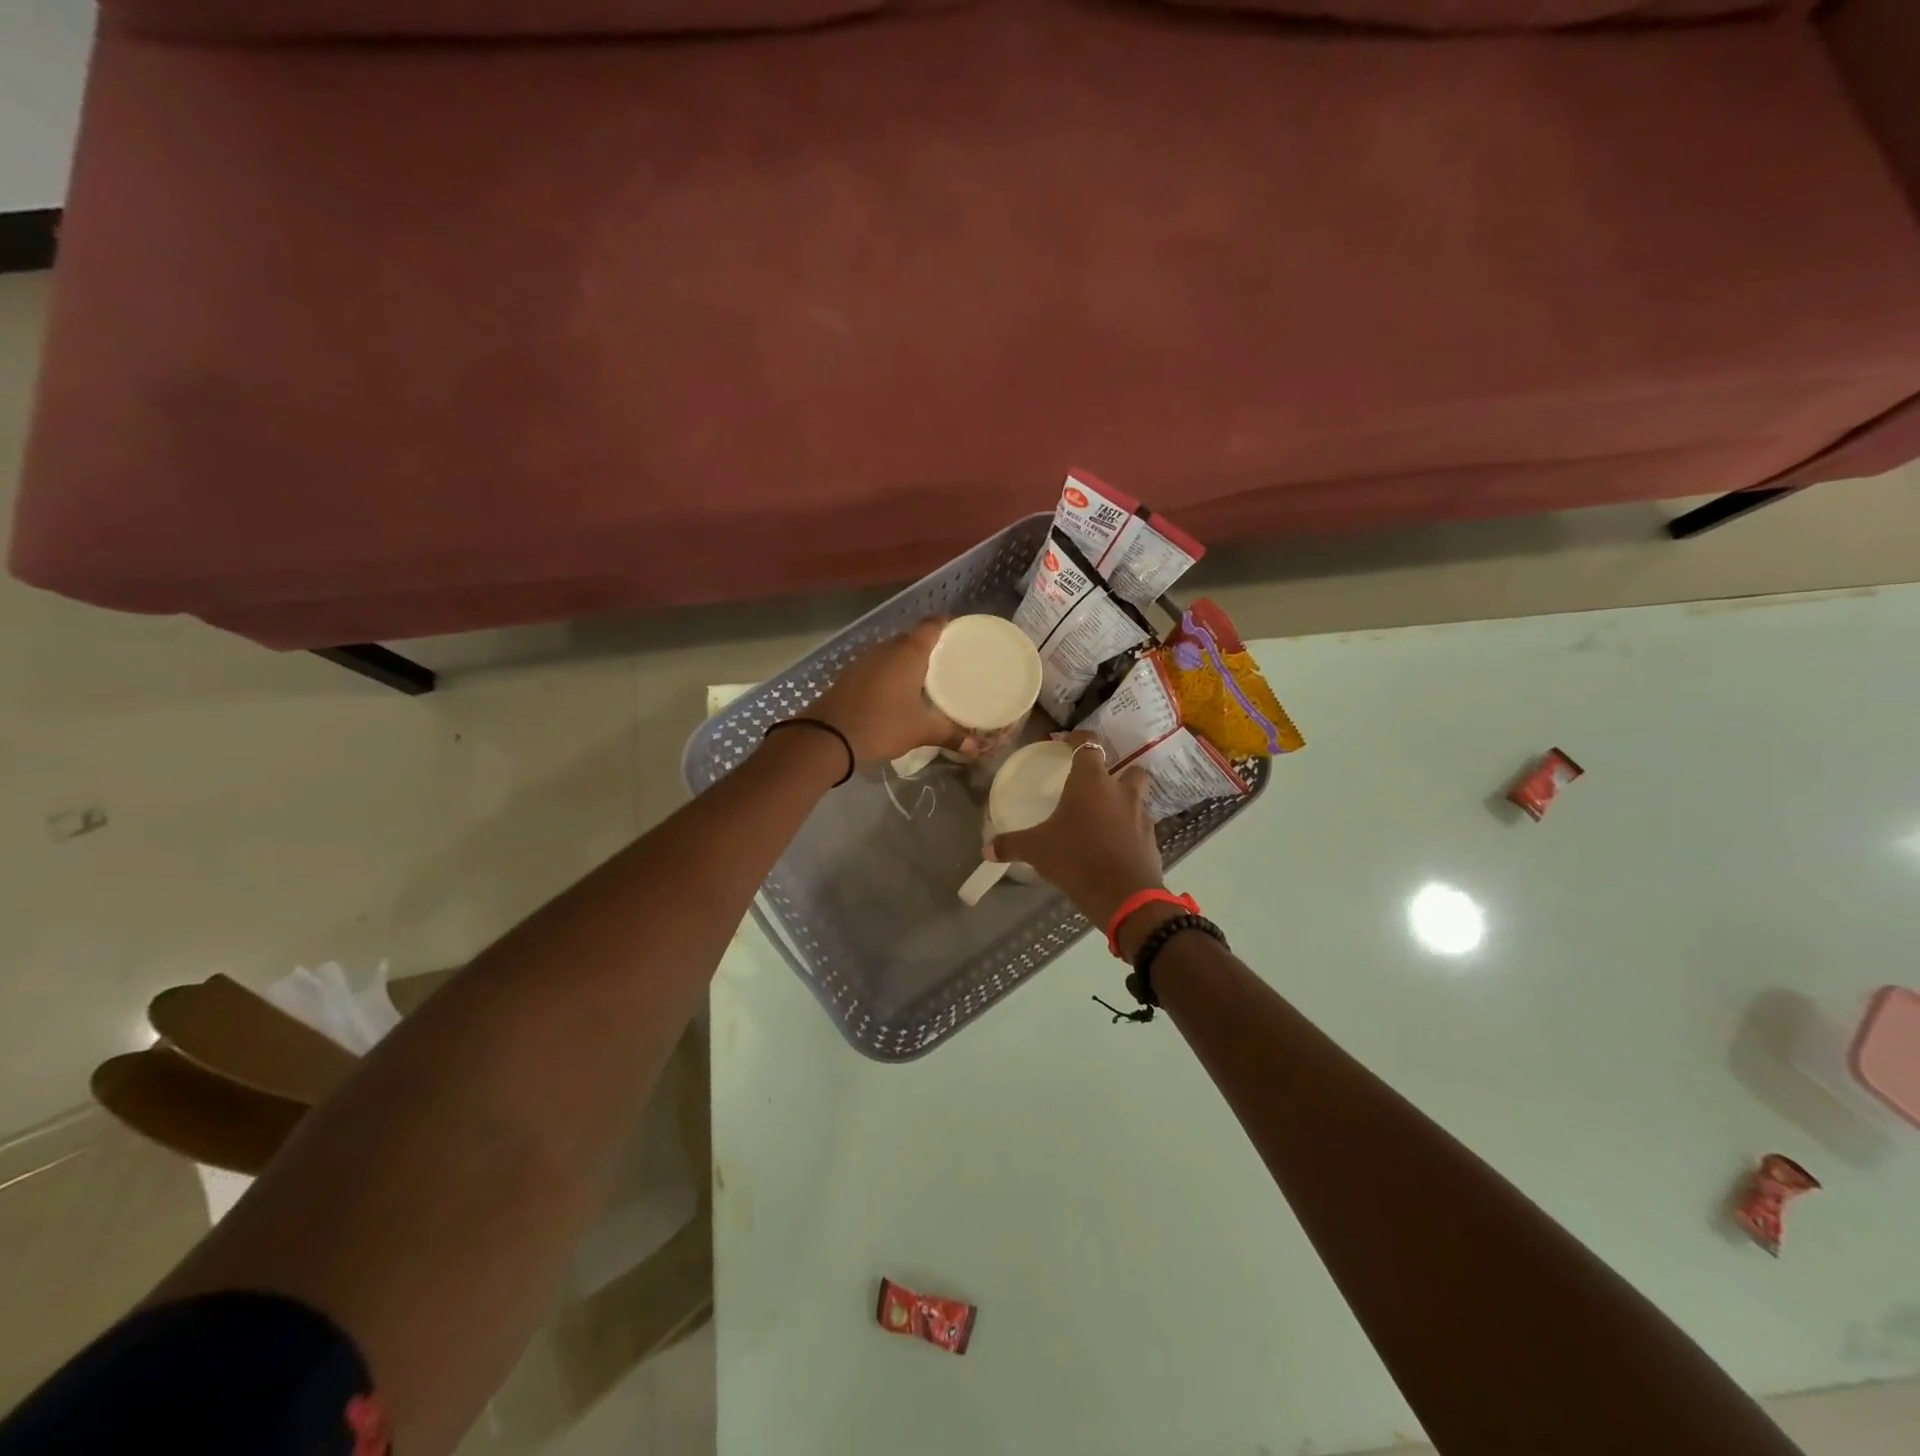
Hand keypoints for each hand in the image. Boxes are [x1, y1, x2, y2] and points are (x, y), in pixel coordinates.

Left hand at [810, 619, 958, 766]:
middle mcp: (886, 648)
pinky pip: (877, 666)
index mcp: (909, 653)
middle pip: (911, 637)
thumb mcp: (920, 731)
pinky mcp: (849, 675)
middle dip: (927, 645)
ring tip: (925, 676)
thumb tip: (976, 747)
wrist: (828, 736)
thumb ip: (949, 735)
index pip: (931, 626)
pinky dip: (889, 673)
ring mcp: (864, 660)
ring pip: (891, 652)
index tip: (959, 630)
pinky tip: (896, 690)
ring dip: (906, 660)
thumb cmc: (882, 724)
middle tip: (947, 659)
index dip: (945, 624)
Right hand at [987, 733, 1164, 925]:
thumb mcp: (1037, 850)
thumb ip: (1012, 844)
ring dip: (1125, 799)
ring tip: (1105, 814)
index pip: (1089, 745)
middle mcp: (1120, 791)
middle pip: (1127, 767)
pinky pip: (1140, 825)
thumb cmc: (1077, 859)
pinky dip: (1130, 828)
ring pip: (1138, 795)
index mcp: (1091, 782)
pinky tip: (1114, 843)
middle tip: (1095, 785)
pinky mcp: (1151, 839)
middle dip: (1115, 771)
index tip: (1067, 742)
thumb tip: (986, 849)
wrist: (1124, 895)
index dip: (1078, 739)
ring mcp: (1140, 814)